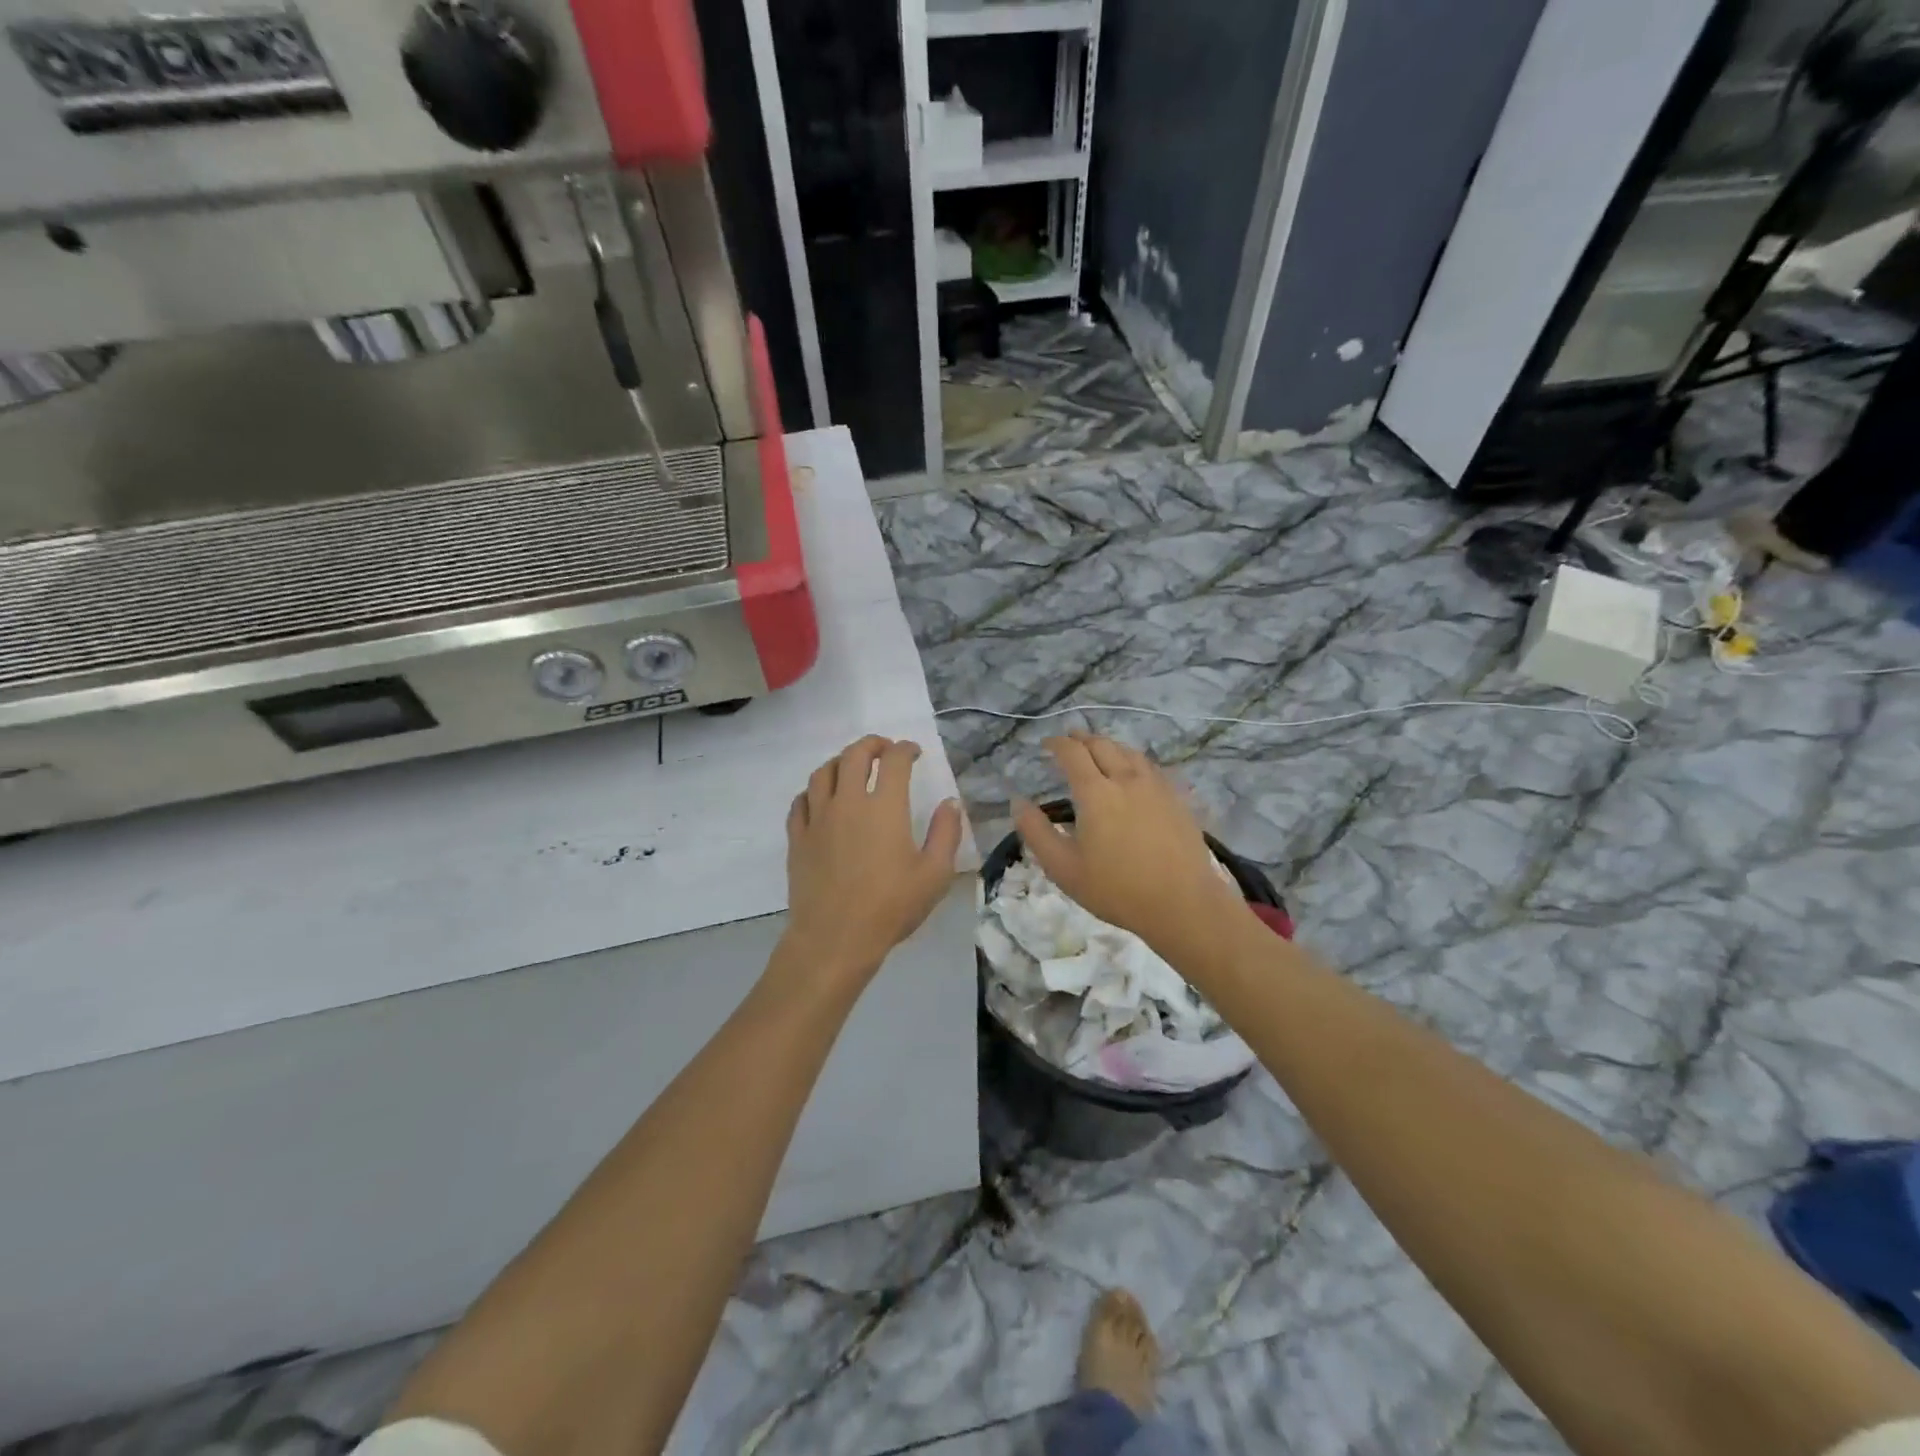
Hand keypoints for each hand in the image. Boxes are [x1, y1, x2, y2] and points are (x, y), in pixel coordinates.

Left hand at [782, 735, 963, 984]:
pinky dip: (813, 791)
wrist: (834, 939)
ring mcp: (817, 819)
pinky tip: (821, 798)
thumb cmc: (890, 907)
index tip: (914, 753)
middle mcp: (847, 802)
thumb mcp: (934, 874)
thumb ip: (946, 833)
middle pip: (854, 755)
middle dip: (872, 744)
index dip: (905, 749)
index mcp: (883, 807)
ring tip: (851, 766)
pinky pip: (800, 801)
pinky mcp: (797, 838)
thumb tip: (950, 802)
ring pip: (822, 772)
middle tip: (884, 750)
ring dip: (840, 761)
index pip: (894, 761)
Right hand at [1015, 732, 1246, 957]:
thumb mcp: (1063, 868)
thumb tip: (1018, 803)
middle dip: (1082, 739)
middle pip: (1102, 745)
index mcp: (1096, 793)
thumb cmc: (1116, 889)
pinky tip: (1134, 773)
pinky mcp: (1177, 799)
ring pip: (1129, 752)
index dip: (1057, 744)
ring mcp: (1156, 787)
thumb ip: (1036, 832)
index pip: (1072, 753)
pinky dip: (1133, 760)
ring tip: (1099, 751)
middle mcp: (1126, 779)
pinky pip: (1151, 767)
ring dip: (1109, 745)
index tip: (1047, 744)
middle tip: (1070, 742)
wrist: (1182, 904)